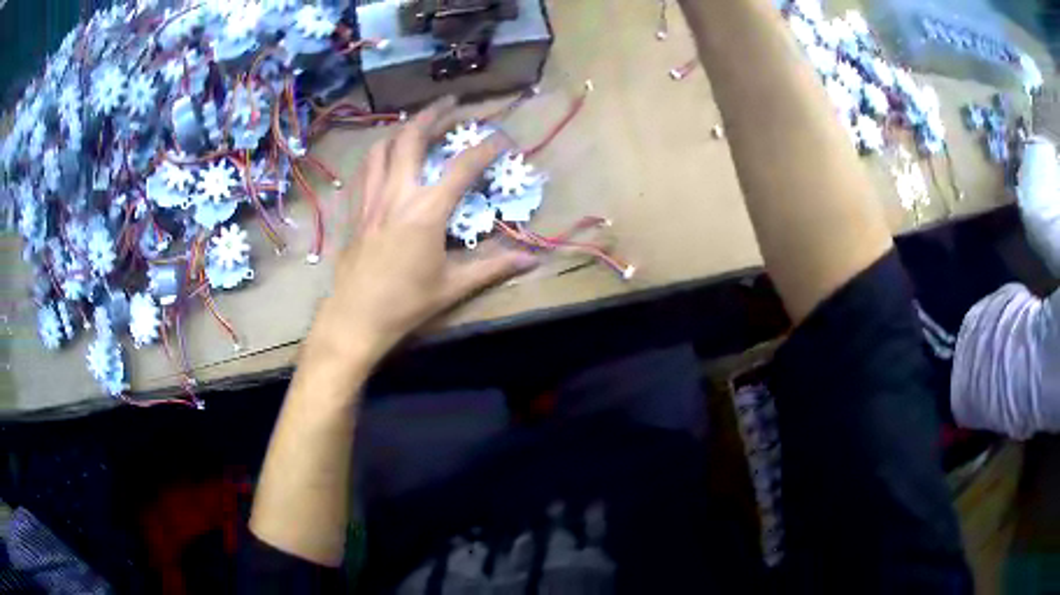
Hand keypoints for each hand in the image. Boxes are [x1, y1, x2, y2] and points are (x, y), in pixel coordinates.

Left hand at [311, 97, 537, 361]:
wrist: (357, 317)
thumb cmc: (407, 303)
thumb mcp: (454, 286)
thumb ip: (494, 266)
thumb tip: (533, 259)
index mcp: (426, 211)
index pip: (462, 167)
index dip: (486, 148)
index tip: (503, 138)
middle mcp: (398, 194)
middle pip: (412, 138)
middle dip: (434, 114)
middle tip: (452, 104)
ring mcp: (371, 199)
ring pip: (383, 147)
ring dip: (403, 128)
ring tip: (418, 123)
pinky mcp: (355, 209)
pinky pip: (364, 169)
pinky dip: (378, 153)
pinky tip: (385, 155)